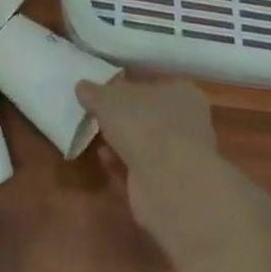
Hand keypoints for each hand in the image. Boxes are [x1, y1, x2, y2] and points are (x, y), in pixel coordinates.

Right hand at [77, 76, 216, 241]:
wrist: (168, 183)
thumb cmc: (143, 124)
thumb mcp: (107, 98)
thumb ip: (94, 92)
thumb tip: (82, 86)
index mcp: (182, 93)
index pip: (153, 85)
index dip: (128, 88)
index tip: (105, 93)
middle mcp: (188, 122)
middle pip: (149, 116)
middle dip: (123, 119)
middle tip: (97, 117)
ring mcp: (181, 157)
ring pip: (145, 145)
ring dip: (121, 144)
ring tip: (97, 141)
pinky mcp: (171, 186)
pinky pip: (141, 171)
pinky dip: (123, 167)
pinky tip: (105, 162)